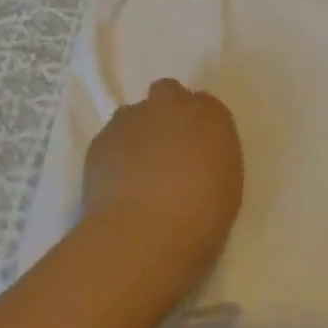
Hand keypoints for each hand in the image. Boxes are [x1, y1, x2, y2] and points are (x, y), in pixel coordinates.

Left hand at [82, 79, 244, 280]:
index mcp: (211, 115)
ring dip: (138, 133)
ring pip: (134, 115)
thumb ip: (210, 157)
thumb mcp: (226, 185)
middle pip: (167, 94)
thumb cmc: (201, 216)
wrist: (145, 234)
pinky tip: (117, 185)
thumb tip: (194, 157)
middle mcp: (171, 104)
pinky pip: (111, 139)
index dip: (197, 126)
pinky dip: (114, 155)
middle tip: (166, 152)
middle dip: (166, 114)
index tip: (195, 149)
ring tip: (136, 173)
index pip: (205, 105)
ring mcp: (131, 118)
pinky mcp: (101, 139)